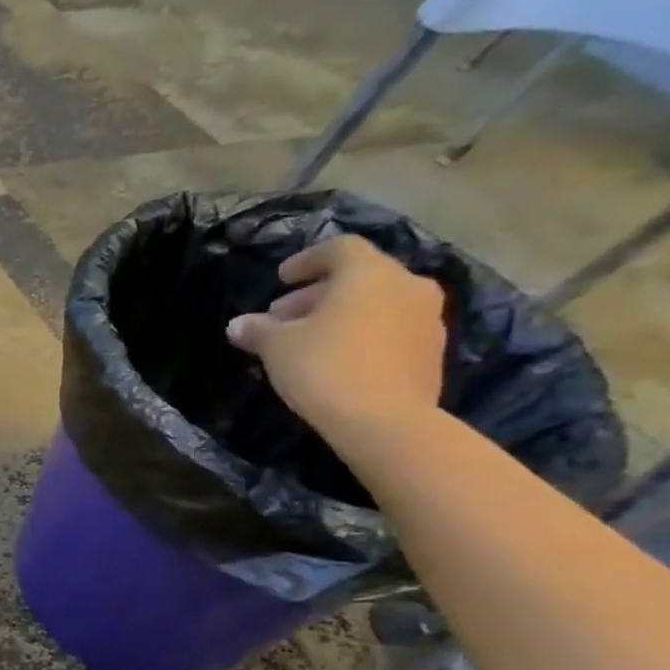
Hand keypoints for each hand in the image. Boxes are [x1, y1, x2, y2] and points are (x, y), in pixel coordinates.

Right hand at [225, 234, 446, 445]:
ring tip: (307, 341)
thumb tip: (238, 325)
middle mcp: (407, 286)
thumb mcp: (276, 347)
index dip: (306, 260)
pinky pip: (390, 330)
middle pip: (359, 278)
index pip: (339, 249)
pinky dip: (362, 335)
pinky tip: (336, 360)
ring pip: (376, 304)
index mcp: (370, 274)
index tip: (281, 279)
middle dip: (317, 295)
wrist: (384, 420)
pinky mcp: (431, 352)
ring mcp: (427, 319)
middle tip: (283, 317)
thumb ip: (258, 330)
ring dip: (341, 315)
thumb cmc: (325, 367)